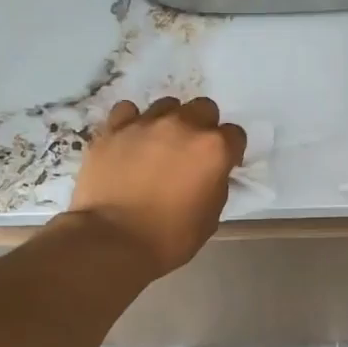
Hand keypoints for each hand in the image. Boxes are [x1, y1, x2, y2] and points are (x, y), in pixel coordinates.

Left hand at [67, 98, 245, 276]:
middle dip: (203, 126)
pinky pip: (128, 111)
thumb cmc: (169, 237)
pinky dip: (132, 122)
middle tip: (191, 152)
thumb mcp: (210, 217)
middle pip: (204, 108)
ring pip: (167, 106)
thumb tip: (210, 174)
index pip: (235, 135)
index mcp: (214, 149)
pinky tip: (130, 140)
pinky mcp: (113, 128)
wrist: (113, 241)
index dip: (230, 151)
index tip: (221, 166)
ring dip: (170, 122)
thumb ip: (216, 185)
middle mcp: (183, 126)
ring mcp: (146, 123)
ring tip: (158, 146)